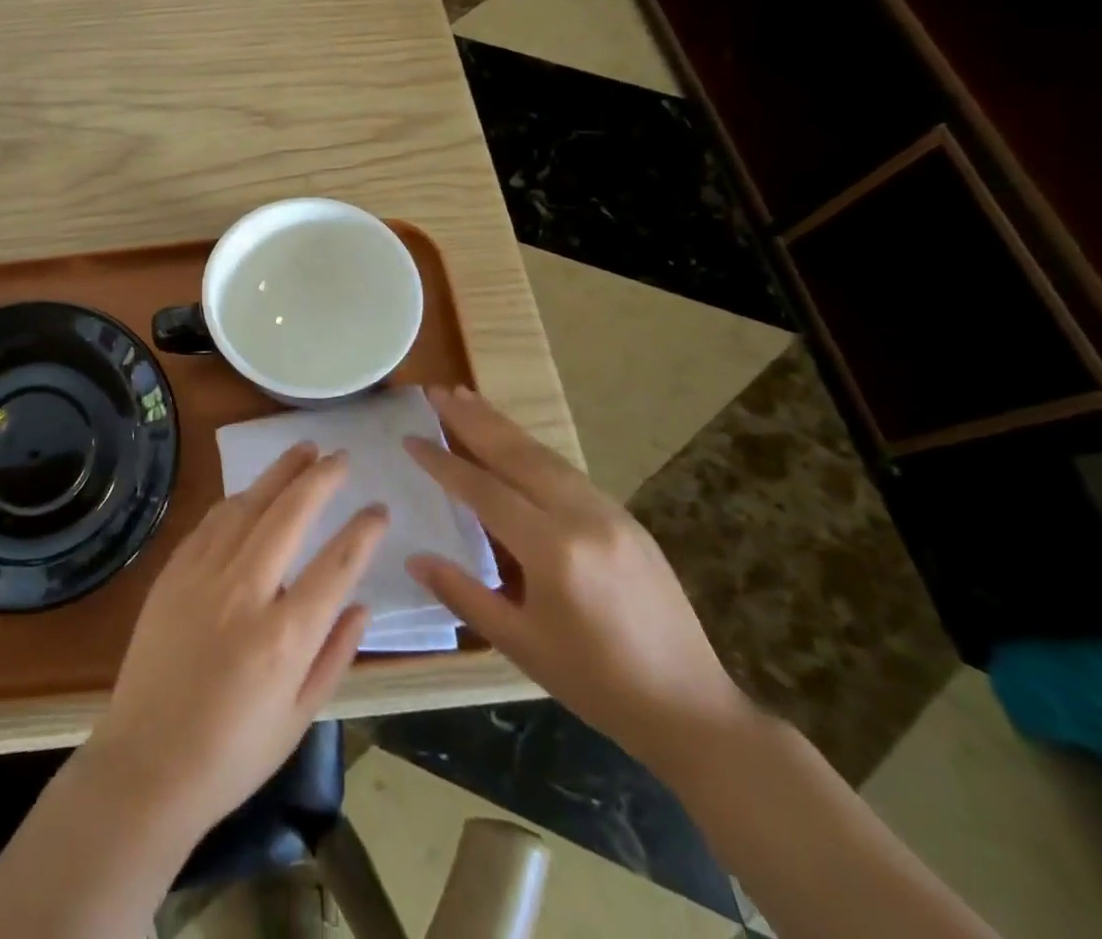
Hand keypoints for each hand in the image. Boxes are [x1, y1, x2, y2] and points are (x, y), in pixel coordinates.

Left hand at [86, 443, 388, 840]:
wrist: (148, 763)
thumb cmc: (233, 754)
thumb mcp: (299, 717)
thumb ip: (335, 655)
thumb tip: (362, 603)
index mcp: (284, 637)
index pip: (335, 565)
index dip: (363, 531)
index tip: (378, 508)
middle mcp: (244, 593)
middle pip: (289, 516)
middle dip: (319, 479)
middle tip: (340, 456)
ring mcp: (203, 576)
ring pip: (247, 506)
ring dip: (277, 474)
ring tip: (302, 452)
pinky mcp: (173, 573)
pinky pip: (211, 522)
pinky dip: (238, 500)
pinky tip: (252, 491)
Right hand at [405, 387, 749, 773]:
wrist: (691, 709)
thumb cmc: (595, 683)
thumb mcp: (520, 644)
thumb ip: (463, 594)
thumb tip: (414, 558)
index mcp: (553, 550)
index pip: (484, 490)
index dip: (443, 462)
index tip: (410, 438)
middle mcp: (582, 517)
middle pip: (516, 454)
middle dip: (472, 419)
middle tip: (436, 391)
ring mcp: (610, 512)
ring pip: (544, 455)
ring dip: (502, 424)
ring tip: (466, 397)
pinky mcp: (626, 518)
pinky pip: (567, 471)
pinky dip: (532, 448)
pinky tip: (513, 441)